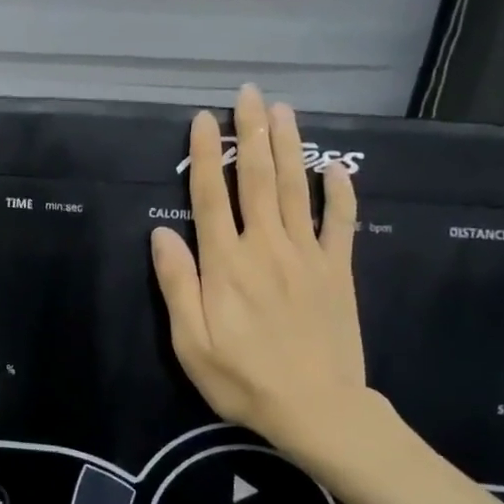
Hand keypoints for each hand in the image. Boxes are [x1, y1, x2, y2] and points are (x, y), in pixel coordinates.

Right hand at [151, 84, 367, 460]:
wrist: (316, 408)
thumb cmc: (242, 378)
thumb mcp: (190, 341)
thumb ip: (177, 283)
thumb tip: (161, 232)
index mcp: (226, 264)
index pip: (212, 196)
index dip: (206, 156)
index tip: (204, 121)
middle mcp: (267, 247)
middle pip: (259, 180)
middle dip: (252, 134)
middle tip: (249, 94)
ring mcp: (308, 256)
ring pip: (297, 189)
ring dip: (289, 147)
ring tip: (284, 110)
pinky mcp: (338, 271)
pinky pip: (342, 223)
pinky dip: (340, 192)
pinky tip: (336, 168)